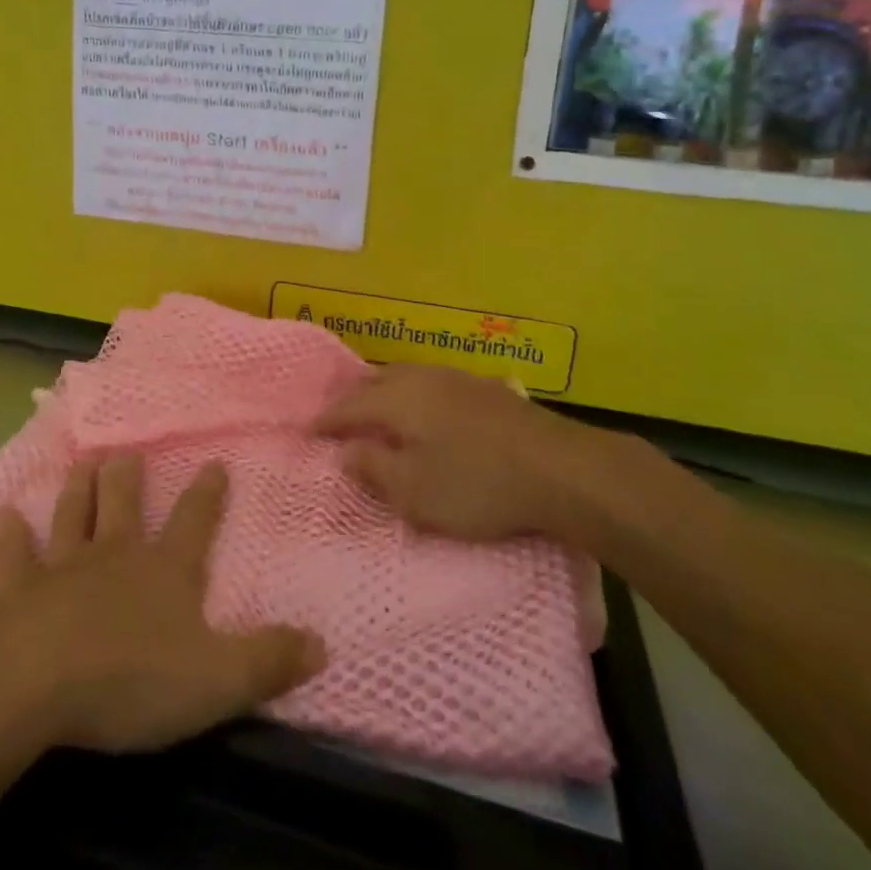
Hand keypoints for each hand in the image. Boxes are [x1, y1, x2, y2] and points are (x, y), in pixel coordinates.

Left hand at [0, 457, 324, 752]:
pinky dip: (7, 535)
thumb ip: (269, 660)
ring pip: (72, 515)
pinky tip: (2, 516)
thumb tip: (322, 643)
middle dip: (127, 477)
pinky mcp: (15, 590)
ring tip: (81, 462)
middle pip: (124, 504)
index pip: (195, 521)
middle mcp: (115, 555)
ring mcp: (62, 567)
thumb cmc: (132, 678)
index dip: (208, 494)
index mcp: (165, 571)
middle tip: (125, 451)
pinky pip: (11, 555)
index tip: (215, 462)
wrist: (36, 681)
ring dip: (77, 489)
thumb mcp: (218, 680)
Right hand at [313, 364, 661, 549]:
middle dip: (352, 400)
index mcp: (399, 399)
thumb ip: (374, 469)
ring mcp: (458, 379)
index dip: (326, 421)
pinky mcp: (486, 390)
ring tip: (375, 411)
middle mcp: (423, 379)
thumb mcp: (416, 491)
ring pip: (405, 378)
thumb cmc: (478, 484)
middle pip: (375, 383)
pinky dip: (413, 396)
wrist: (563, 470)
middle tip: (336, 420)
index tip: (307, 433)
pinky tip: (425, 411)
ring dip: (383, 394)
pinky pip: (432, 385)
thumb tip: (345, 451)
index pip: (349, 407)